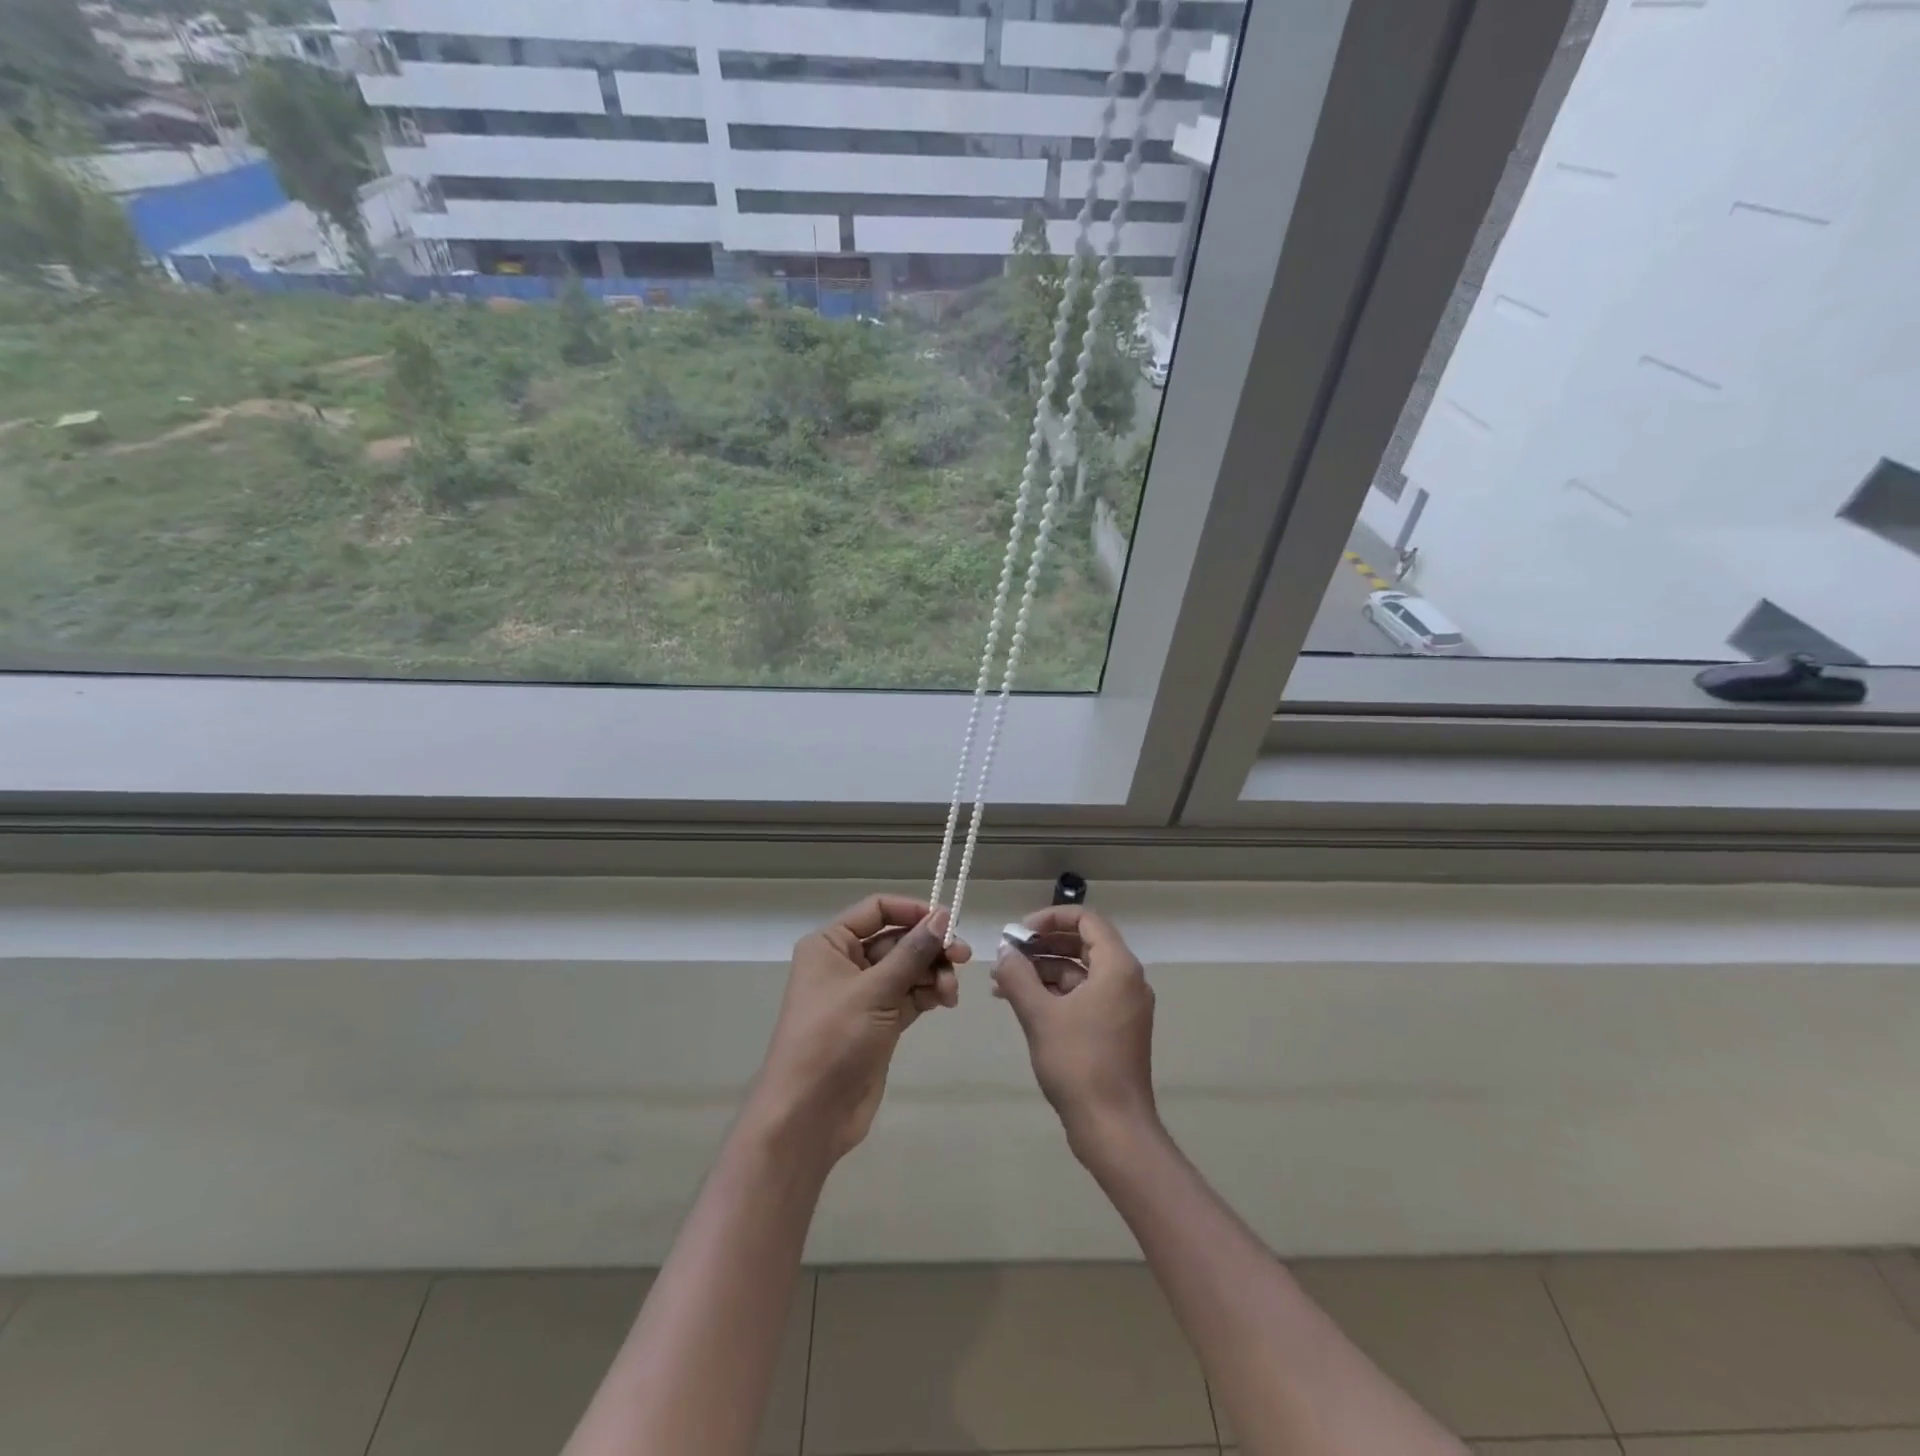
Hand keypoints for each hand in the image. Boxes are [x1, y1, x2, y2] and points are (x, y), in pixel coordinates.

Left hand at [753, 895, 968, 1162]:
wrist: (809, 1115)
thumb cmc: (833, 1039)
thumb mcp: (874, 990)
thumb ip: (912, 952)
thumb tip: (943, 915)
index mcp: (830, 944)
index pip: (877, 910)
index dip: (913, 911)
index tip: (948, 922)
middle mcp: (845, 963)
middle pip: (897, 940)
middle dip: (929, 947)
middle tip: (963, 958)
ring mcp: (862, 994)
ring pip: (907, 969)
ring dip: (933, 974)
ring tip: (950, 993)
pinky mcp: (878, 1022)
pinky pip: (909, 995)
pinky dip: (928, 994)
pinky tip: (945, 1002)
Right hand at [991, 905, 1157, 1157]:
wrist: (1113, 1128)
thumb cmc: (1079, 1063)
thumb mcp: (1039, 1014)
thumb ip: (1018, 975)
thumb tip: (1004, 952)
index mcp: (1118, 966)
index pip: (1086, 920)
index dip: (1050, 918)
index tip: (1018, 932)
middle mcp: (1126, 979)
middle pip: (1082, 943)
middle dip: (1041, 946)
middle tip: (1007, 955)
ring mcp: (1123, 1005)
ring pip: (1080, 971)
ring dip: (1043, 971)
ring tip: (1002, 982)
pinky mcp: (1115, 1028)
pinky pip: (1083, 996)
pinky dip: (1054, 993)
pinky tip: (1020, 1003)